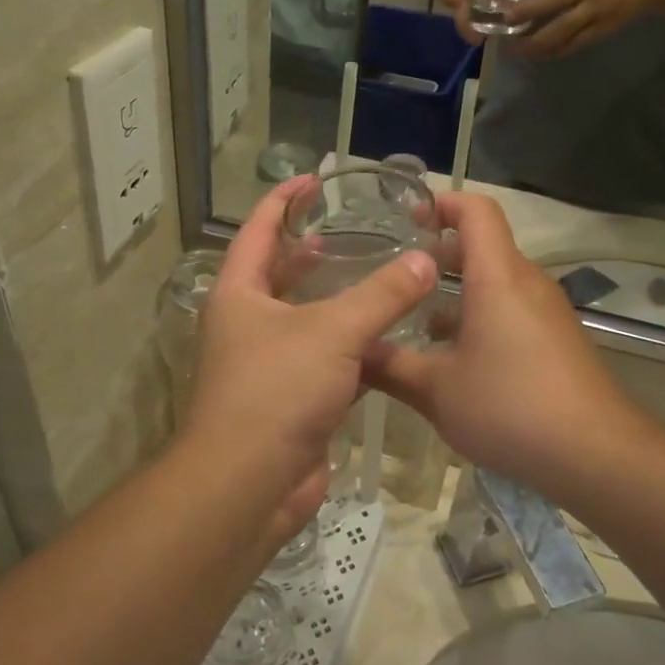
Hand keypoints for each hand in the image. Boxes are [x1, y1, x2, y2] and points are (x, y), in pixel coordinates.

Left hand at [183, 177, 437, 539]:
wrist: (249, 484)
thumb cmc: (277, 391)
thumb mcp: (333, 332)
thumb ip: (382, 294)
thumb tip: (425, 260)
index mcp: (240, 294)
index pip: (257, 230)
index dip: (282, 200)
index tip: (314, 180)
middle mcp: (247, 324)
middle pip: (276, 274)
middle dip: (306, 251)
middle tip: (344, 230)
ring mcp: (266, 365)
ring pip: (303, 320)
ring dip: (332, 300)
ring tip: (372, 278)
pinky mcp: (290, 400)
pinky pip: (322, 361)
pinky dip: (348, 347)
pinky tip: (381, 340)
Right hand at [363, 193, 647, 499]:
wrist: (595, 453)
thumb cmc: (510, 407)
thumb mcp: (436, 390)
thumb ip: (389, 367)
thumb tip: (351, 354)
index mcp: (498, 277)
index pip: (476, 210)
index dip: (441, 202)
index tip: (406, 217)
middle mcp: (527, 282)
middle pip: (484, 245)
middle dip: (439, 252)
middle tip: (396, 273)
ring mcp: (547, 311)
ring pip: (497, 281)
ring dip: (457, 290)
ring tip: (415, 318)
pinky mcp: (557, 339)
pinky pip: (512, 309)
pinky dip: (480, 315)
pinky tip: (454, 356)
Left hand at [507, 0, 656, 58]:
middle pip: (558, 7)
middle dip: (530, 17)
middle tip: (507, 26)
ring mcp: (597, 16)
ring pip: (564, 33)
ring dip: (537, 43)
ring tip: (514, 48)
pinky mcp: (600, 33)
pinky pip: (573, 46)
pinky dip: (552, 52)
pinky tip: (535, 54)